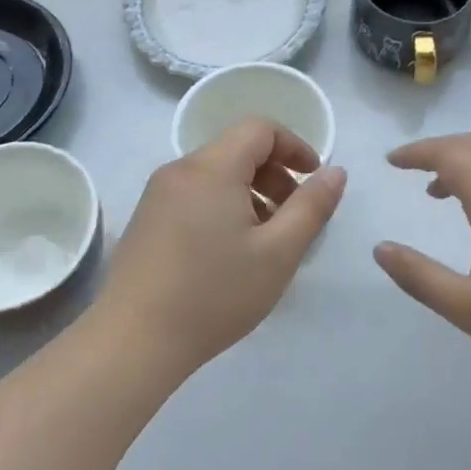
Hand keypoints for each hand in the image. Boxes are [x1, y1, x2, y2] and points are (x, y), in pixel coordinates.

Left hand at [98, 119, 346, 373]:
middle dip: (274, 174)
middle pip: (237, 149)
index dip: (295, 146)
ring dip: (250, 192)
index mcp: (212, 168)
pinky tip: (229, 252)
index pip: (260, 128)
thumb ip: (312, 206)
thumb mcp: (278, 252)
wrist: (134, 341)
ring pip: (216, 174)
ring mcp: (157, 194)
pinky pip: (194, 194)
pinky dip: (223, 206)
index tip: (314, 179)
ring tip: (266, 239)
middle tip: (294, 217)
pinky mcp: (146, 218)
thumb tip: (336, 171)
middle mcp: (180, 169)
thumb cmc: (215, 294)